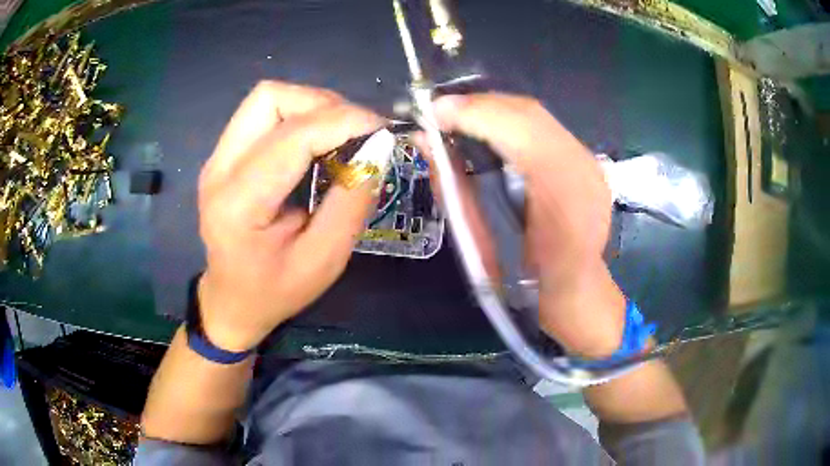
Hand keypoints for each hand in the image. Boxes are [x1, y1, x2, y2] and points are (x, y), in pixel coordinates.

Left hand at [197, 81, 383, 350]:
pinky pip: (265, 114)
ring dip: (311, 107)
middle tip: (356, 131)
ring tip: (340, 135)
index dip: (343, 121)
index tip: (382, 129)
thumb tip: (378, 150)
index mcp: (238, 203)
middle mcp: (219, 169)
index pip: (292, 136)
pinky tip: (317, 143)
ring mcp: (217, 158)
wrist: (232, 300)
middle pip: (270, 98)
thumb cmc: (275, 291)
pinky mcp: (225, 155)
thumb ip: (351, 203)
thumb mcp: (324, 260)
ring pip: (267, 99)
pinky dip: (299, 117)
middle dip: (322, 104)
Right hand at [433, 93, 624, 357]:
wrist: (576, 292)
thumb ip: (454, 188)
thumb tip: (424, 141)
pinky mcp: (587, 159)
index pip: (521, 134)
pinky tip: (488, 127)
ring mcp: (591, 163)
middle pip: (529, 114)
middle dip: (478, 105)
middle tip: (439, 111)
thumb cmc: (525, 286)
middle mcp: (585, 173)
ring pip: (536, 114)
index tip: (431, 112)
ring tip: (457, 116)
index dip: (474, 115)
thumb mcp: (480, 246)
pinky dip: (509, 120)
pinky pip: (543, 125)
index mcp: (563, 206)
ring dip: (492, 109)